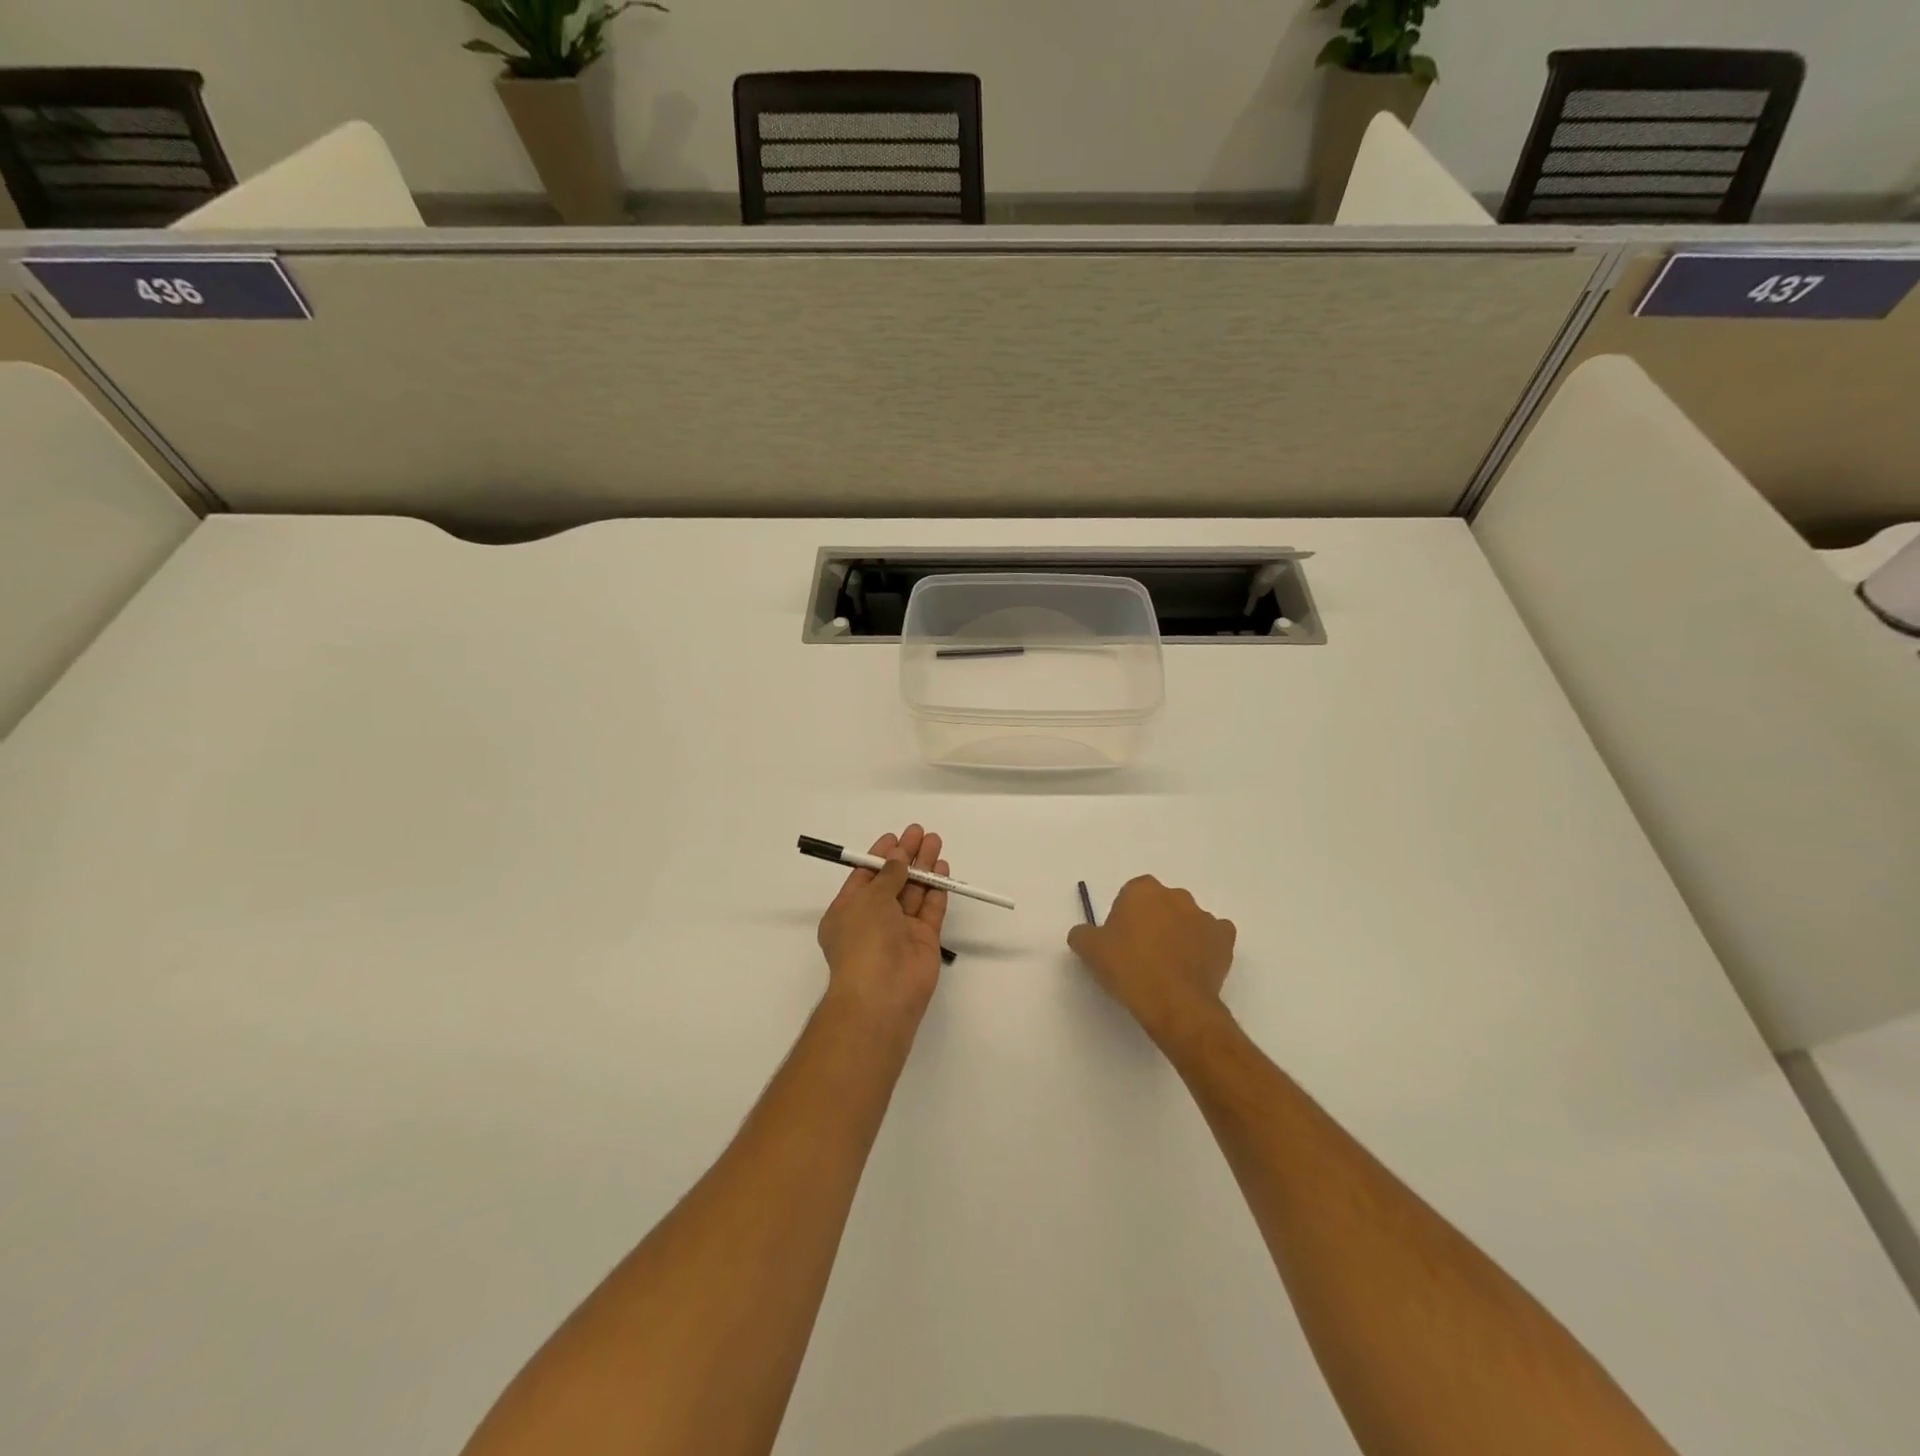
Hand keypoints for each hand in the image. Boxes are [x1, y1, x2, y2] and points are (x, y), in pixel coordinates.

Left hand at [816, 825, 948, 1033]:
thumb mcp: (869, 899)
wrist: (882, 993)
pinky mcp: (924, 940)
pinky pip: (931, 908)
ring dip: (923, 867)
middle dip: (905, 856)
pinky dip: (937, 889)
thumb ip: (888, 875)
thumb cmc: (863, 940)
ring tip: (935, 841)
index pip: (865, 877)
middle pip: (892, 881)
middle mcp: (873, 920)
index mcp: (848, 911)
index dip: (880, 855)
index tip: (895, 836)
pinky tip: (942, 868)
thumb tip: (898, 857)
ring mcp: (900, 930)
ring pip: (914, 892)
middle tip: (920, 832)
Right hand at [1067, 876, 1236, 1045]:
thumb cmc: (1128, 968)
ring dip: (1179, 934)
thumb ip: (1082, 934)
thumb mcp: (1089, 950)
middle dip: (1153, 921)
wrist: (1173, 1002)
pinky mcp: (1224, 939)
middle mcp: (1175, 895)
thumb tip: (1083, 934)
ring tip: (1168, 966)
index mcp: (1142, 890)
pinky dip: (1205, 947)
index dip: (1124, 917)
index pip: (1130, 895)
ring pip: (1187, 920)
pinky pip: (1213, 936)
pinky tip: (1194, 967)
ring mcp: (1204, 916)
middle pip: (1160, 904)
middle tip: (1141, 953)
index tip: (1120, 940)